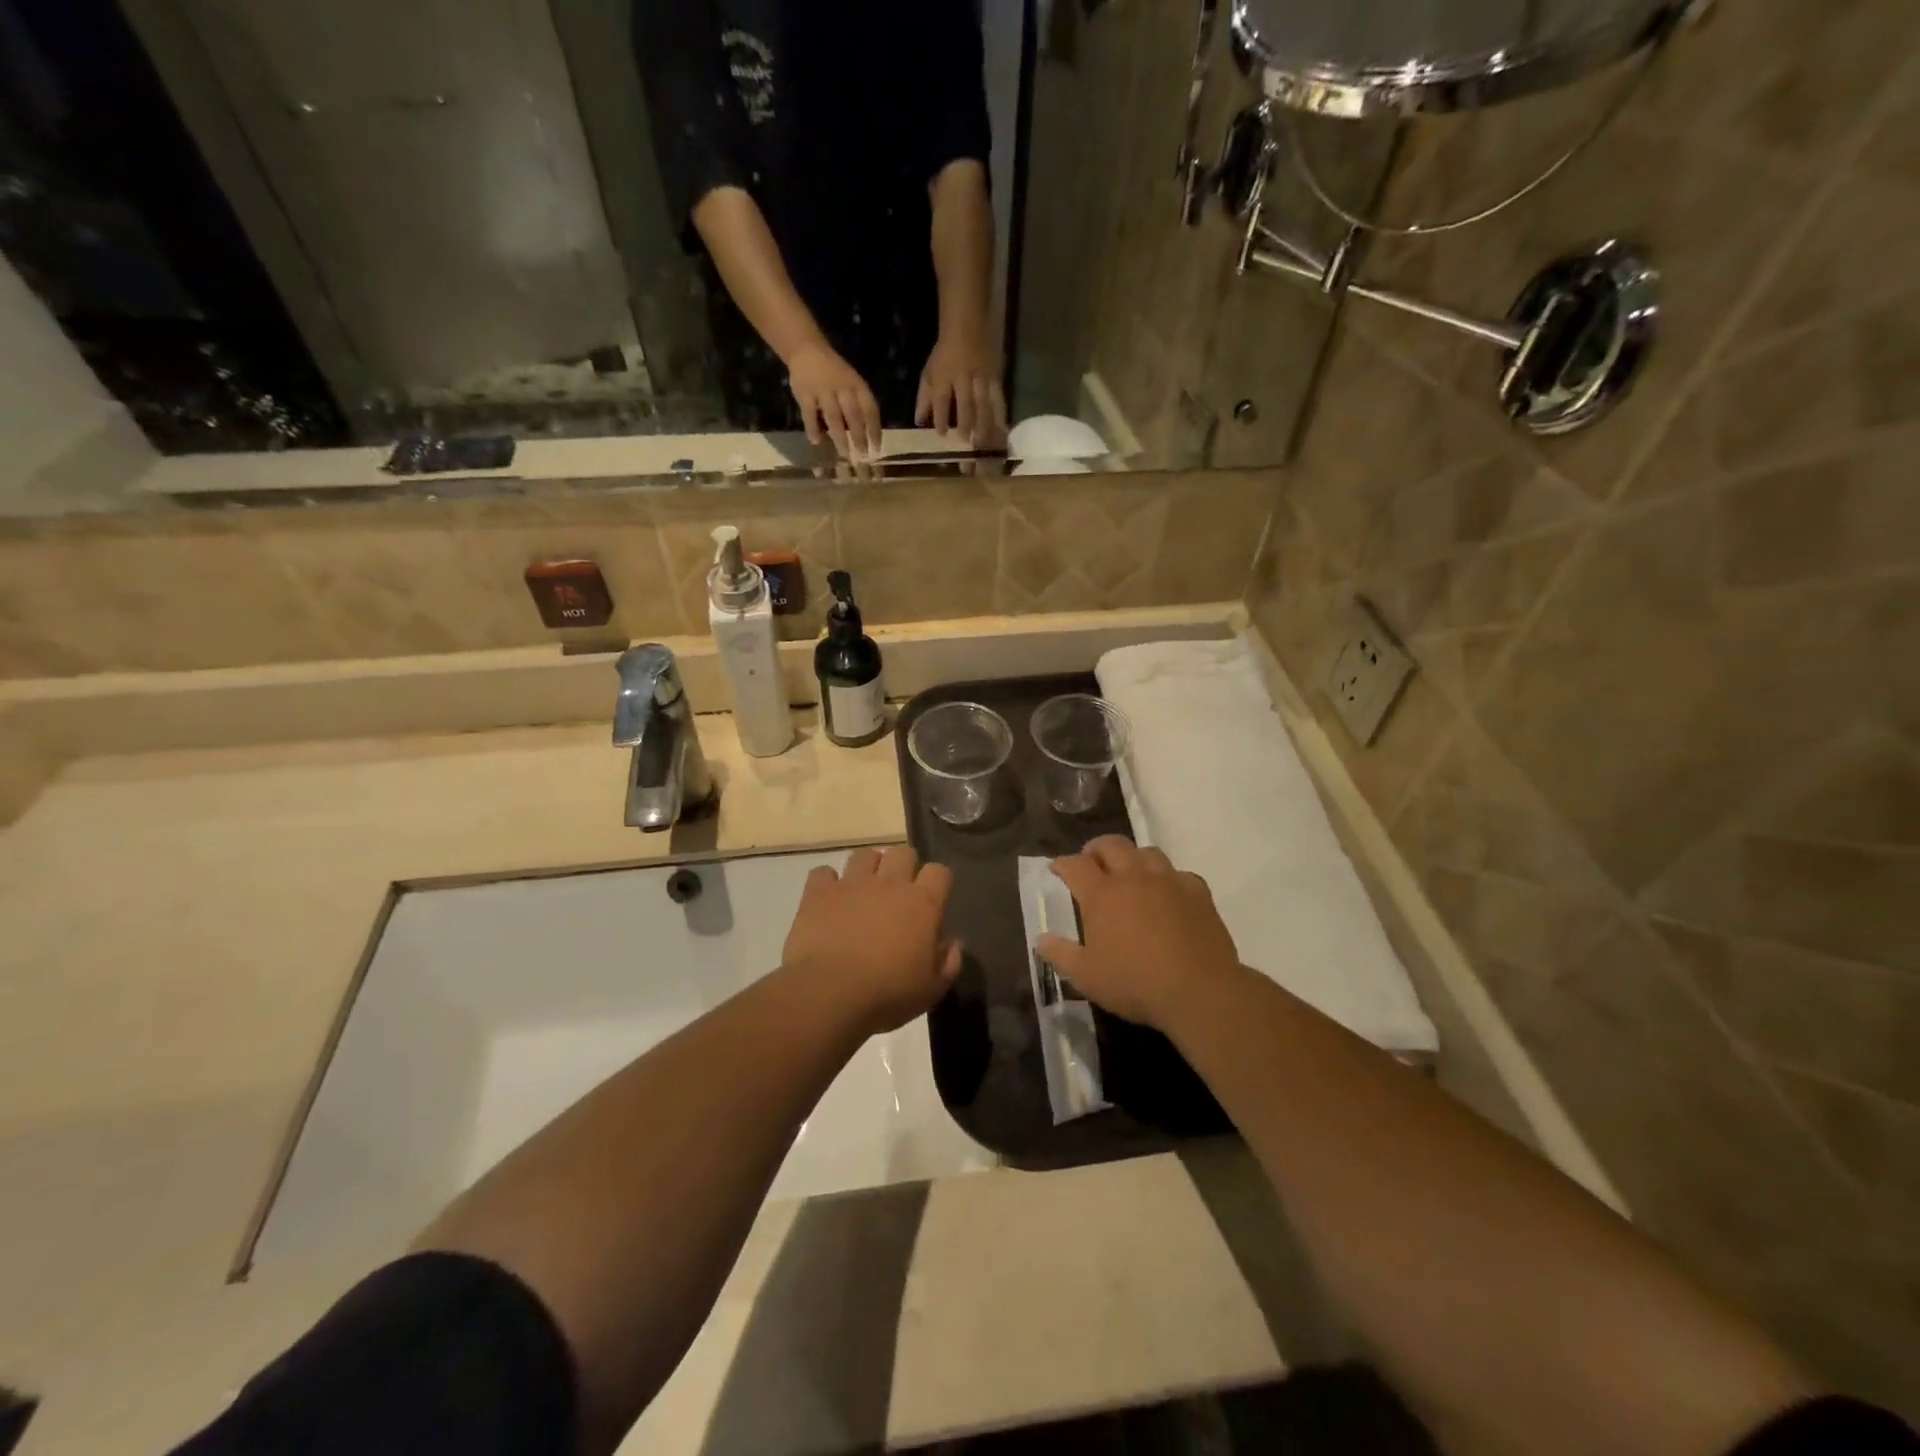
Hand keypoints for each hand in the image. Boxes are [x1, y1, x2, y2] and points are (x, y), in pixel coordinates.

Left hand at [783, 845, 961, 1036]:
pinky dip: (827, 882)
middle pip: (903, 852)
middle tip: (898, 893)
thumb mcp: (931, 990)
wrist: (829, 994)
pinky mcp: (819, 892)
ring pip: (864, 855)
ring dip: (867, 868)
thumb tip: (953, 943)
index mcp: (923, 903)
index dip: (937, 882)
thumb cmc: (887, 995)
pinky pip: (823, 872)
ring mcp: (852, 883)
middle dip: (903, 866)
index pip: (939, 871)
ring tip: (863, 891)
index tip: (933, 899)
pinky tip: (828, 900)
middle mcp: (890, 883)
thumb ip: (949, 962)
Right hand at [787, 340, 881, 459]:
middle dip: (859, 437)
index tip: (877, 449)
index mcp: (857, 385)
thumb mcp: (852, 382)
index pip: (870, 409)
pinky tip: (817, 442)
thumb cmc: (835, 372)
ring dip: (840, 437)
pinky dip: (813, 428)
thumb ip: (859, 404)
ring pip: (834, 417)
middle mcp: (842, 388)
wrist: (807, 349)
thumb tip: (868, 435)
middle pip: (853, 416)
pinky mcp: (805, 393)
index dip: (875, 430)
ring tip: (845, 455)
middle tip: (863, 457)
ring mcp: (823, 390)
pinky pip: (809, 414)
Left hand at [916, 332, 1006, 446]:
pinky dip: (1000, 413)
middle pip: (965, 402)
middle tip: (966, 442)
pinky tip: (1002, 428)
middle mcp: (962, 377)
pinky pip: (998, 397)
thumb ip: (924, 398)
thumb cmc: (944, 353)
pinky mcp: (995, 376)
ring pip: (984, 402)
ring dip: (984, 422)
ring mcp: (980, 377)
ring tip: (983, 441)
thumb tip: (919, 421)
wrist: (966, 326)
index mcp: (943, 375)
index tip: (942, 434)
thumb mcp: (929, 372)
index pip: (941, 399)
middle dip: (965, 423)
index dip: (941, 417)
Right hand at [1037, 837, 1240, 1031]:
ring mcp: (1168, 881)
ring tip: (1130, 873)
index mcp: (1101, 894)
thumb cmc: (1134, 983)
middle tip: (1092, 861)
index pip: (1075, 865)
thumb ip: (1060, 954)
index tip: (1057, 868)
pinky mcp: (1197, 892)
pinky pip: (1179, 874)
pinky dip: (1168, 879)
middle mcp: (1133, 877)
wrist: (1198, 991)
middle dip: (1096, 848)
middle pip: (1111, 845)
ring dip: (1133, 857)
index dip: (1062, 864)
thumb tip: (1041, 939)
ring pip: (1147, 852)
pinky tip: (1168, 895)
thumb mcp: (1086, 976)